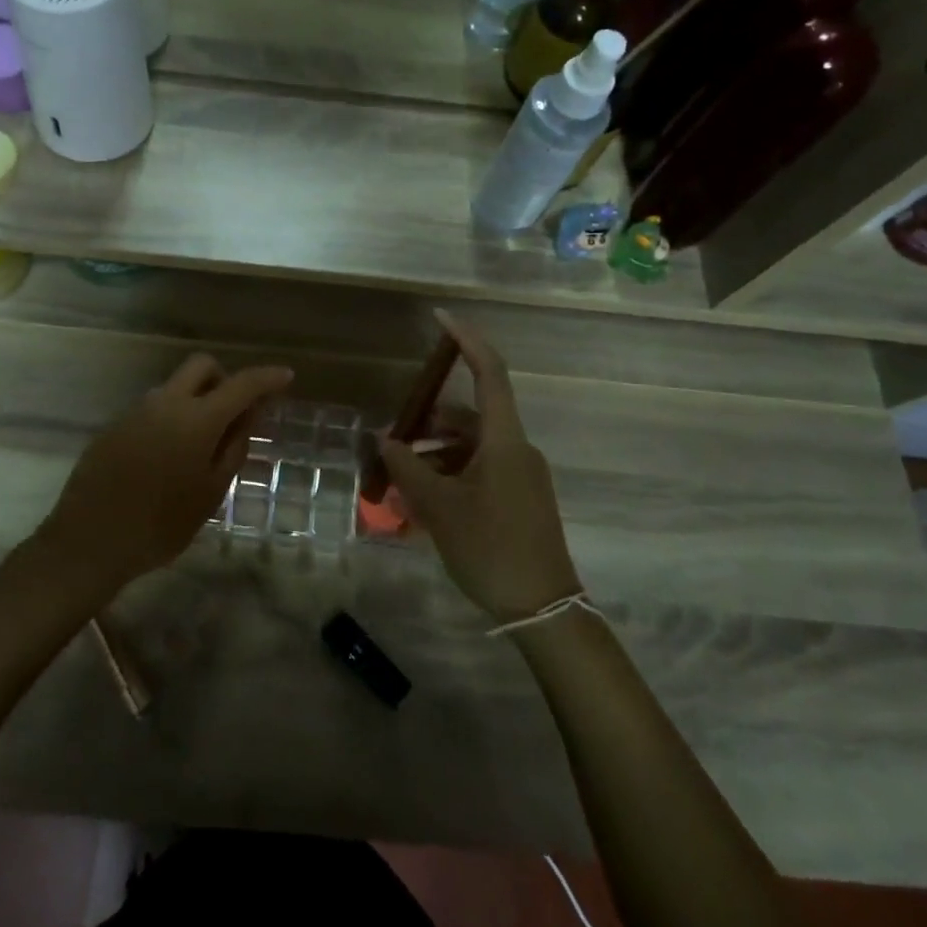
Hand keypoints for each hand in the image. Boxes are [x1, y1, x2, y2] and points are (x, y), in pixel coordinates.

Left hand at [39, 354, 292, 589]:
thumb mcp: (211, 492)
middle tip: (234, 414)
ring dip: (196, 399)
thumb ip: (234, 447)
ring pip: (175, 386)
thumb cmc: (161, 524)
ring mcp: (136, 410)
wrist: (89, 541)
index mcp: (197, 418)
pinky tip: (168, 456)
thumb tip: (248, 416)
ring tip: (200, 444)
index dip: (268, 377)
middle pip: (201, 366)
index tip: (286, 376)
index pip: (242, 384)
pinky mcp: (115, 424)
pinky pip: (153, 407)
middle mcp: (166, 402)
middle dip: (225, 378)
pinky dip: (171, 416)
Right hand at [380, 311, 579, 622]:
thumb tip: (383, 438)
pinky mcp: (520, 497)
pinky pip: (479, 469)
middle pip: (469, 416)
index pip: (489, 373)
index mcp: (504, 440)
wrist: (543, 609)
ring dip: (435, 453)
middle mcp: (516, 448)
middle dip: (428, 422)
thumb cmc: (491, 549)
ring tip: (399, 478)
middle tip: (391, 439)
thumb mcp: (439, 507)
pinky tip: (422, 501)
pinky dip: (450, 473)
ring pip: (470, 447)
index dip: (467, 340)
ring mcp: (521, 474)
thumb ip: (407, 467)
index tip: (441, 318)